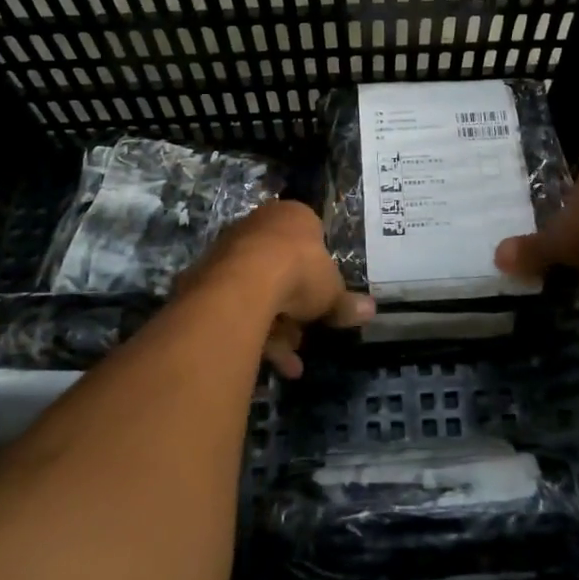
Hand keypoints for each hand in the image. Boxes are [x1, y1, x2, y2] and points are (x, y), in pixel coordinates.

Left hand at [190, 201, 373, 377]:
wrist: (245, 282)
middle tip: (305, 334)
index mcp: (292, 216)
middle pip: (281, 268)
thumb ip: (346, 303)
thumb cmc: (299, 272)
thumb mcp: (332, 292)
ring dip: (275, 328)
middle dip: (294, 306)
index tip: (323, 297)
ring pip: (257, 291)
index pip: (309, 237)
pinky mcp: (207, 278)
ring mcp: (229, 250)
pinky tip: (270, 363)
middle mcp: (258, 225)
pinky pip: (237, 307)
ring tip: (289, 361)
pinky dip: (254, 333)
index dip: (318, 270)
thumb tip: (371, 310)